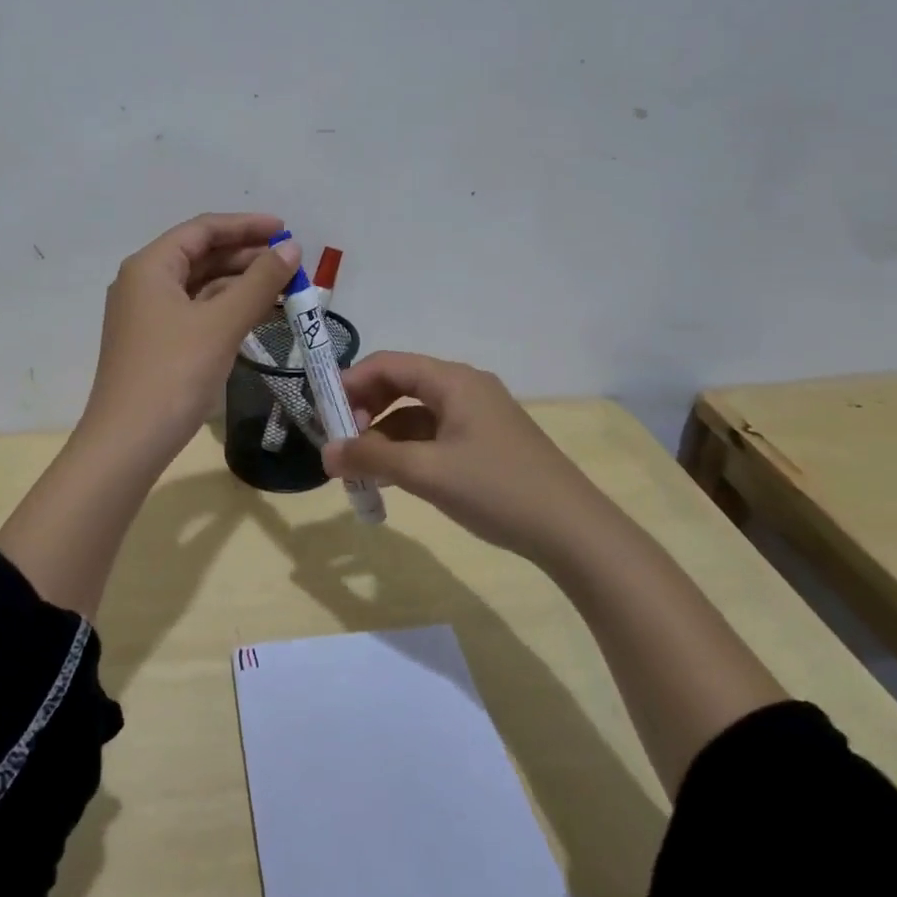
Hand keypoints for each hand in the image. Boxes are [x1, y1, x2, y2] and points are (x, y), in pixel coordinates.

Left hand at [80, 212, 301, 465]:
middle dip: (247, 256)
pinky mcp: (155, 343)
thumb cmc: (174, 373)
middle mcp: (143, 283)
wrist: (128, 442)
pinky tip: (257, 316)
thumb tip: (291, 248)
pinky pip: (196, 312)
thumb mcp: (221, 323)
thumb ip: (260, 282)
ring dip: (240, 285)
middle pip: (201, 255)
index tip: (286, 230)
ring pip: (200, 286)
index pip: (202, 229)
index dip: (246, 226)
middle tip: (291, 264)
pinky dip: (226, 310)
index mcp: (150, 266)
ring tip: (284, 289)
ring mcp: (147, 315)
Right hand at [322, 351, 589, 558]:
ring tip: (361, 467)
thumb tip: (326, 453)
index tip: (323, 413)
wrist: (573, 532)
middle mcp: (465, 388)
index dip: (350, 383)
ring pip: (416, 413)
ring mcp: (478, 415)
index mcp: (453, 381)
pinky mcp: (486, 442)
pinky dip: (408, 449)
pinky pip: (434, 434)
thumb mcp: (426, 472)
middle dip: (365, 409)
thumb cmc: (496, 489)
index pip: (388, 364)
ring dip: (384, 434)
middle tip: (341, 441)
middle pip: (401, 384)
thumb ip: (372, 458)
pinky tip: (393, 477)